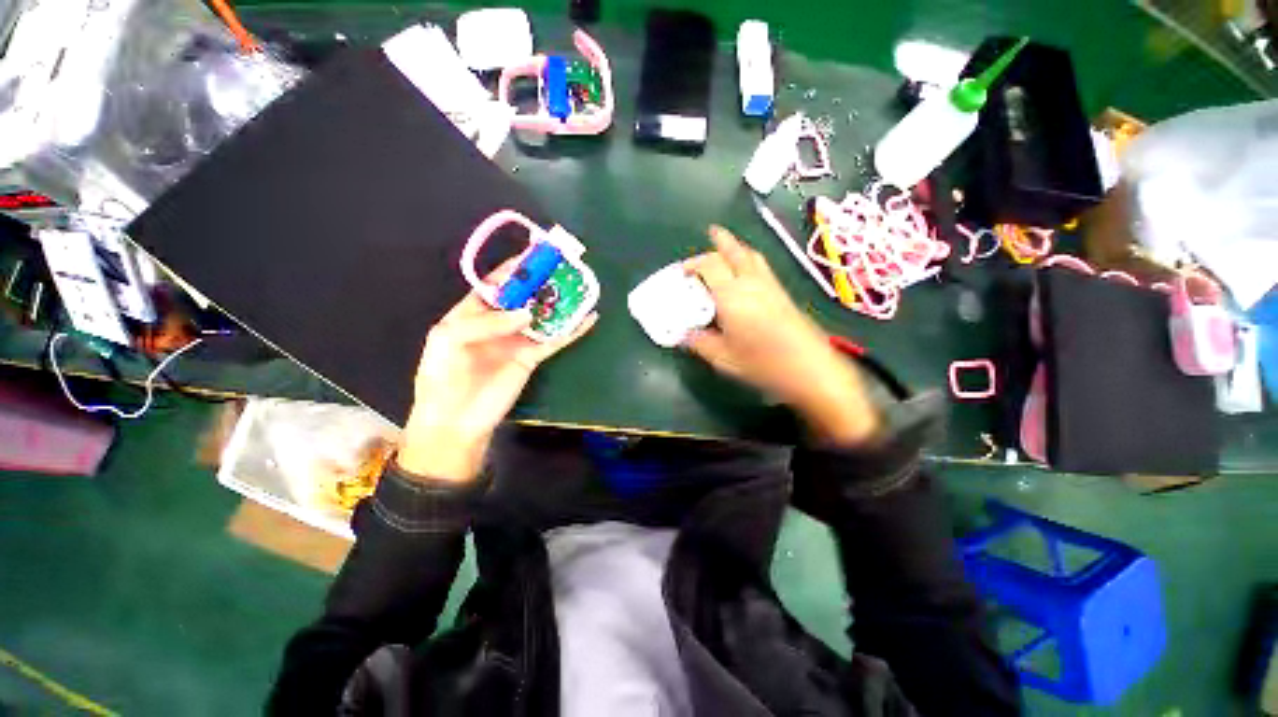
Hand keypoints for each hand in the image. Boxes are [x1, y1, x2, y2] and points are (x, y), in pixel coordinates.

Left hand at [398, 266, 596, 481]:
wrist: (456, 420)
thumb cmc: (444, 376)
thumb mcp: (450, 340)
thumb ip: (487, 323)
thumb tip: (527, 313)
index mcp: (472, 312)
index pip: (496, 284)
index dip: (514, 269)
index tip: (535, 254)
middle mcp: (498, 322)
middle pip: (524, 297)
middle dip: (542, 282)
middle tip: (563, 267)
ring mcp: (518, 340)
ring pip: (543, 316)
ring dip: (560, 302)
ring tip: (580, 287)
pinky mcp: (533, 357)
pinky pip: (556, 340)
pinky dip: (573, 330)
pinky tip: (588, 318)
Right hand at [683, 226, 880, 445]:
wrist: (812, 369)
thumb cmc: (763, 364)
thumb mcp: (723, 359)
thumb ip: (700, 343)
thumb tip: (683, 335)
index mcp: (732, 296)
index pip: (710, 266)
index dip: (694, 264)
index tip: (683, 272)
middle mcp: (751, 283)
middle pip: (734, 252)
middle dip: (720, 242)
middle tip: (710, 235)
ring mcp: (771, 286)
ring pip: (752, 255)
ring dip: (737, 247)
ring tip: (727, 245)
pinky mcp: (783, 293)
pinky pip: (762, 266)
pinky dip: (750, 259)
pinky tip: (747, 269)